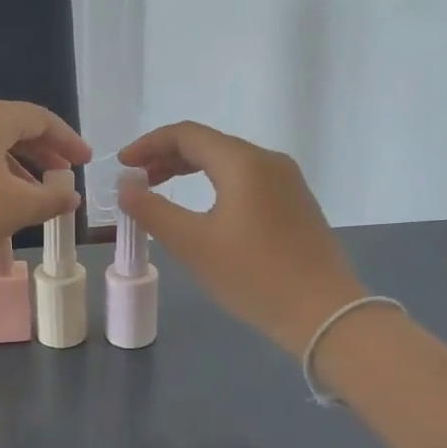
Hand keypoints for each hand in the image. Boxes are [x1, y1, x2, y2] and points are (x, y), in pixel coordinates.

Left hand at [0, 98, 89, 283]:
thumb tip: (71, 195)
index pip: (39, 118)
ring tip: (32, 198)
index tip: (85, 162)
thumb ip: (51, 198)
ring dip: (15, 169)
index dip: (67, 140)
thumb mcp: (15, 208)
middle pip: (11, 128)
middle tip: (63, 177)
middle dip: (41, 154)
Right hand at [117, 121, 365, 355]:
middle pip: (209, 144)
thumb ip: (152, 211)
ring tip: (161, 191)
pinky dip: (215, 183)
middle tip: (137, 181)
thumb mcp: (193, 244)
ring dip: (190, 170)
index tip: (122, 165)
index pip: (186, 135)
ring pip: (228, 161)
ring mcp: (287, 181)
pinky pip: (247, 179)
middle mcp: (268, 160)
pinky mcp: (295, 203)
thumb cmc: (253, 276)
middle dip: (167, 157)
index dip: (149, 144)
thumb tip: (126, 187)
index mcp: (243, 162)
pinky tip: (203, 209)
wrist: (323, 312)